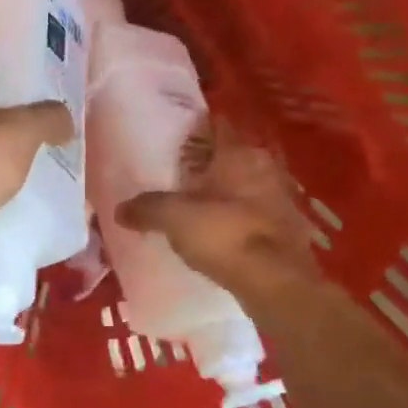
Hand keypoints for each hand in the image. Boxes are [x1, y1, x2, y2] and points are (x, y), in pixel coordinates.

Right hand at [116, 123, 321, 293]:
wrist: (276, 282)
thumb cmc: (225, 235)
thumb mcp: (174, 218)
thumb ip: (147, 208)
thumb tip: (120, 209)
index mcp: (239, 153)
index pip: (217, 125)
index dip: (197, 127)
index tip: (177, 136)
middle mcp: (264, 166)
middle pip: (232, 155)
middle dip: (209, 162)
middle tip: (180, 173)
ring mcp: (281, 197)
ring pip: (246, 183)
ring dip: (225, 191)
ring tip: (197, 204)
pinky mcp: (287, 227)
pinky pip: (255, 211)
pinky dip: (238, 215)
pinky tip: (220, 230)